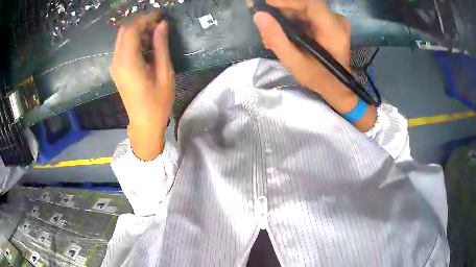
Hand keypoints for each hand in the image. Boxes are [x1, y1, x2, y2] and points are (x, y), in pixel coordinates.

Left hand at [110, 12, 173, 159]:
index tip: (160, 15)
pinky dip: (134, 41)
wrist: (144, 123)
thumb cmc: (158, 102)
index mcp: (128, 62)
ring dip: (137, 32)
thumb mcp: (164, 72)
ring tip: (155, 35)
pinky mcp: (117, 70)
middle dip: (141, 23)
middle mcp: (117, 61)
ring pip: (122, 38)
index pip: (131, 29)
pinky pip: (122, 48)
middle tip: (158, 25)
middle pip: (124, 31)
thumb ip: (161, 46)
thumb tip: (162, 24)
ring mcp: (115, 66)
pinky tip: (146, 47)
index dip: (145, 19)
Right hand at [253, 0, 349, 93]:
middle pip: (306, 5)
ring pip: (305, 9)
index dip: (288, 1)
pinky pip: (309, 15)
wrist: (337, 87)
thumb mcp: (294, 62)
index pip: (310, 3)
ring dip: (286, 18)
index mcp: (332, 30)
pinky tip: (285, 34)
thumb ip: (277, 39)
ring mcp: (335, 21)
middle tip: (267, 25)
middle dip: (283, 12)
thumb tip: (259, 15)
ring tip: (273, 34)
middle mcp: (337, 20)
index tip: (268, 5)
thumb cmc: (319, 78)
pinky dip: (294, 21)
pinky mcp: (330, 23)